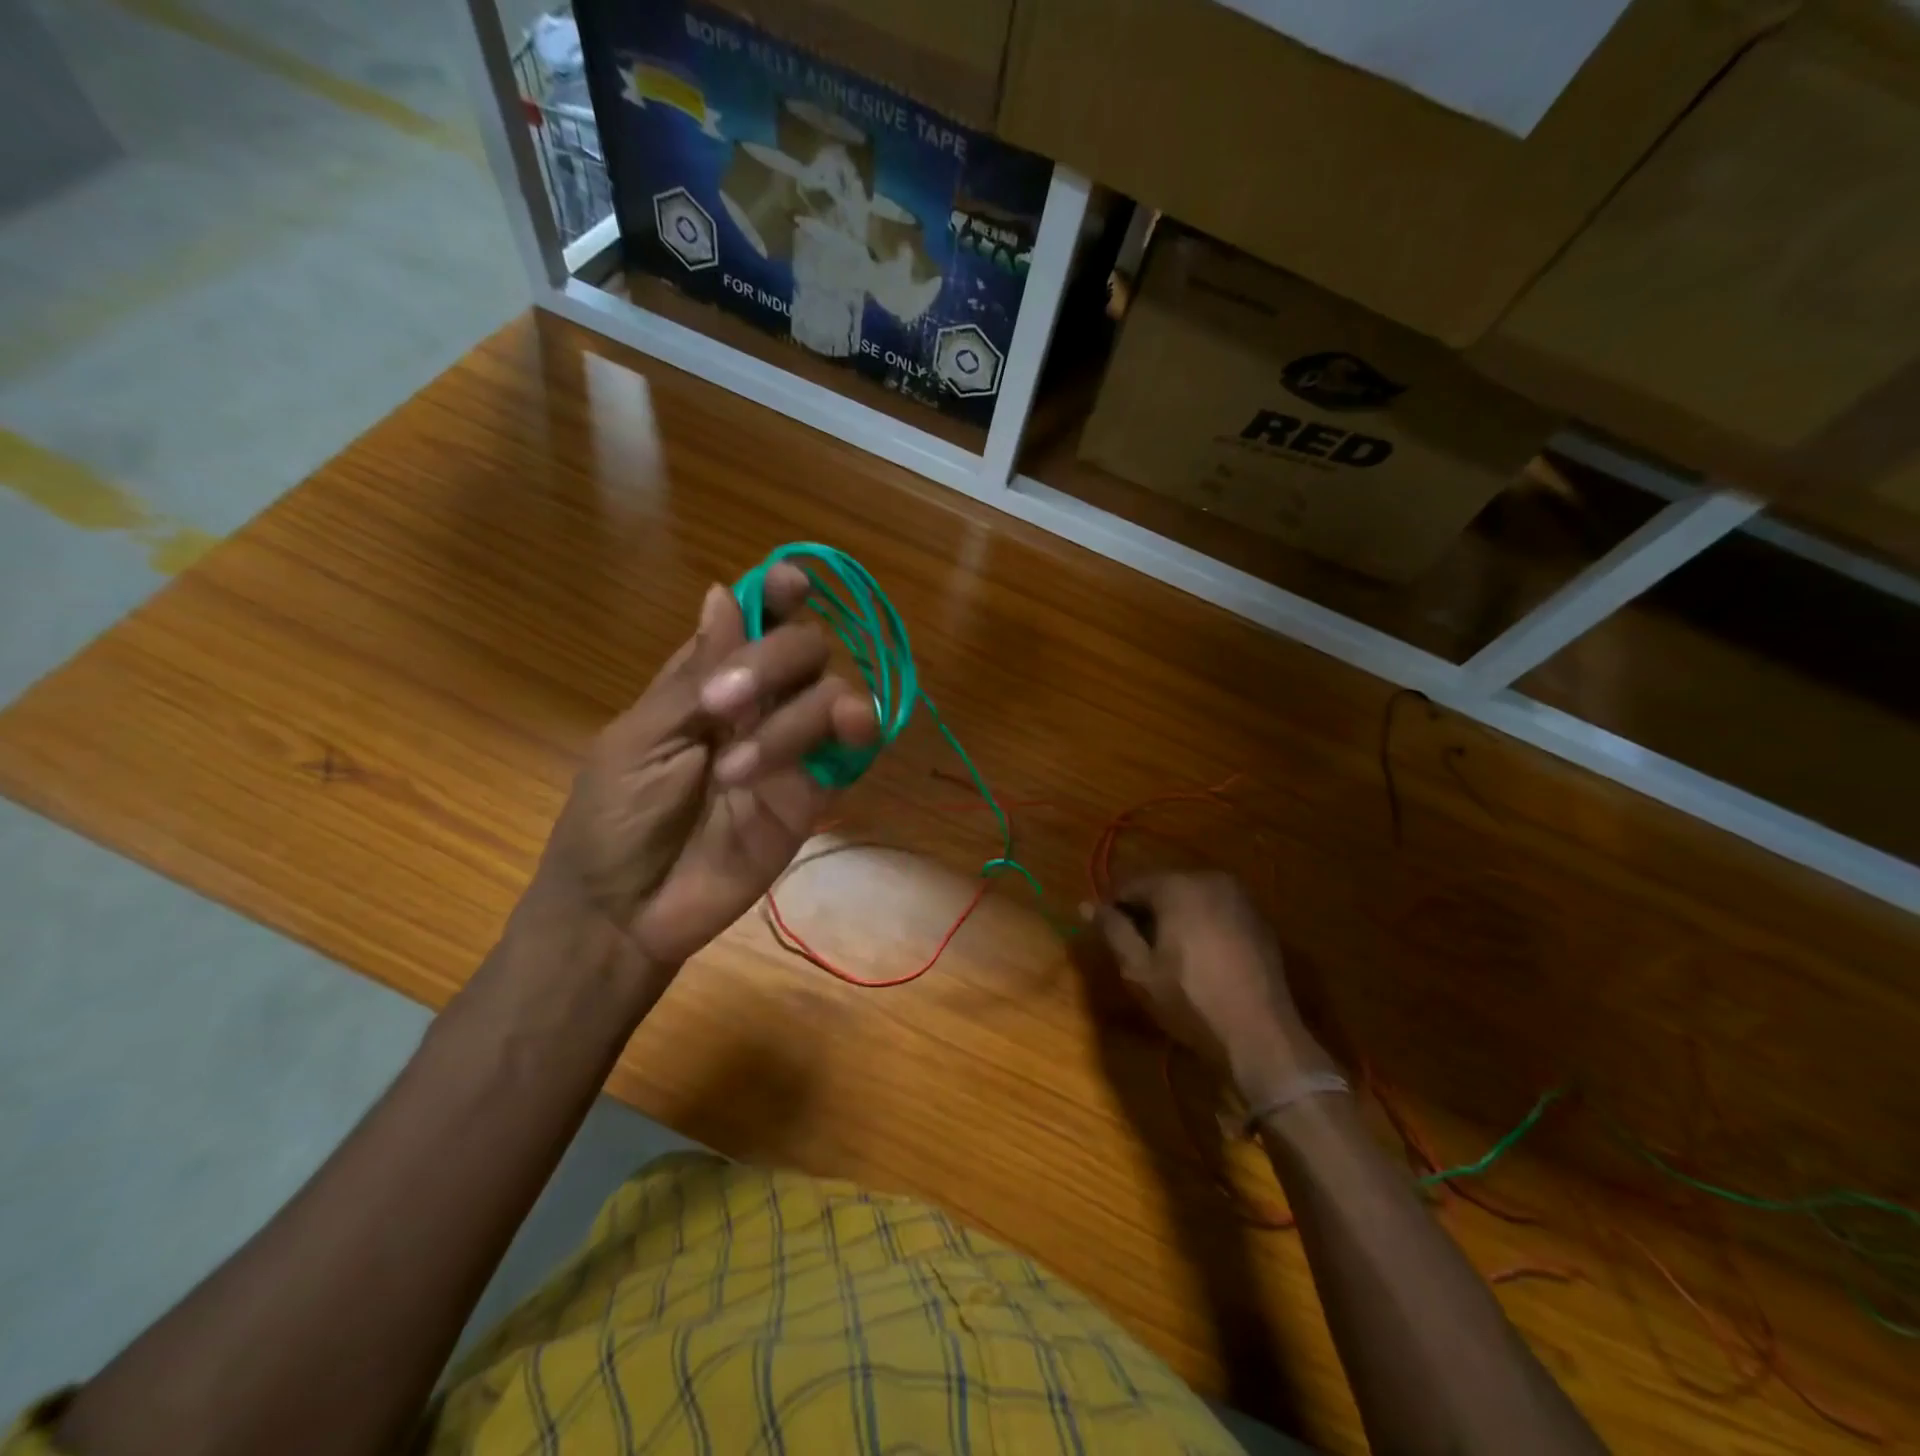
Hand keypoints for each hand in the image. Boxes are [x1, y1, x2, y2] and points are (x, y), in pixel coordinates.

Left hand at [528, 564, 877, 983]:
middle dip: (776, 659)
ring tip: (738, 770)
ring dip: (796, 716)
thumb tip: (725, 590)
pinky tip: (835, 741)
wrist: (624, 911)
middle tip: (723, 704)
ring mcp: (791, 750)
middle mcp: (760, 706)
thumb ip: (696, 672)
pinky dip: (852, 735)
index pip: (759, 621)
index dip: (779, 595)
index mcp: (710, 682)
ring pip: (834, 696)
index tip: (790, 583)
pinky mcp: (814, 796)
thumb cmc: (612, 818)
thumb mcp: (642, 737)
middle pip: (806, 649)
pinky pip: (851, 754)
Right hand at [1090, 872, 1333, 1104]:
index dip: (1114, 908)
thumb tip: (1086, 905)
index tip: (1108, 936)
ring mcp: (1240, 897)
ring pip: (1191, 898)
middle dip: (1146, 912)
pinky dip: (1202, 924)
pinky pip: (1216, 910)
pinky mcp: (1258, 918)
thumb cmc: (1191, 1001)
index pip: (1130, 884)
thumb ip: (1112, 931)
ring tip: (1168, 955)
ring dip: (1174, 917)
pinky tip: (1200, 958)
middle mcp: (1211, 879)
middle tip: (1137, 949)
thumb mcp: (1139, 970)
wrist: (1261, 1035)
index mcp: (1178, 886)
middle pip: (1163, 887)